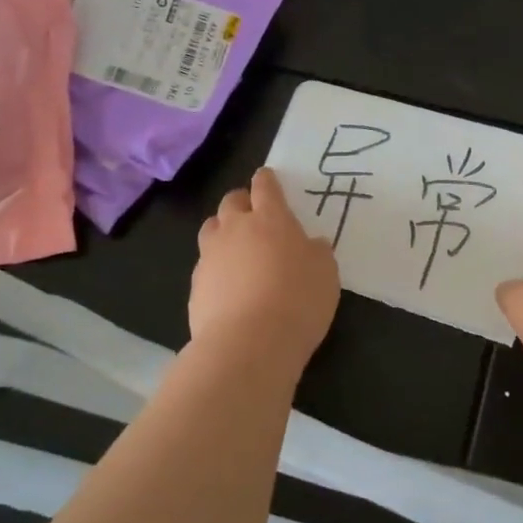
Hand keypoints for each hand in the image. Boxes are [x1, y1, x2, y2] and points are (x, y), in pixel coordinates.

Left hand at [191, 168, 340, 372]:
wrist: (249, 344)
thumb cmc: (298, 300)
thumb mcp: (326, 274)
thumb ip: (317, 253)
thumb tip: (311, 245)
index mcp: (271, 219)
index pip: (265, 187)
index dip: (267, 181)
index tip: (268, 178)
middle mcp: (236, 229)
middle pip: (231, 202)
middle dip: (242, 202)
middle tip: (254, 214)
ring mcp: (210, 256)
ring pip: (211, 228)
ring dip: (223, 230)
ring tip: (236, 246)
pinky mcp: (196, 285)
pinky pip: (205, 264)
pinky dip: (216, 267)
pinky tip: (229, 285)